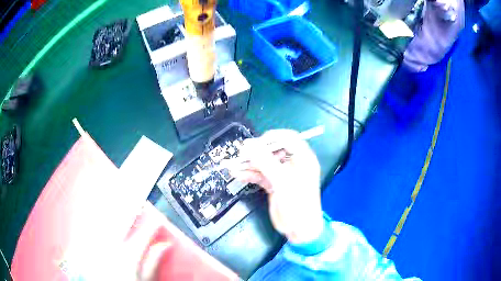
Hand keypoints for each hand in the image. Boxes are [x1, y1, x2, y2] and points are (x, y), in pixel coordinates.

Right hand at [230, 129, 323, 243]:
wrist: (299, 229)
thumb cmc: (298, 204)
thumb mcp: (282, 181)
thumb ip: (265, 162)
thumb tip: (248, 145)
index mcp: (302, 158)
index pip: (288, 139)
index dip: (272, 137)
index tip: (256, 142)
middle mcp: (292, 164)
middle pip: (273, 151)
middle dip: (257, 152)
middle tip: (241, 154)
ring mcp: (282, 174)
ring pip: (264, 164)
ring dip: (249, 164)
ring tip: (233, 165)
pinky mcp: (274, 184)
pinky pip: (261, 175)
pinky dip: (250, 175)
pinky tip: (238, 174)